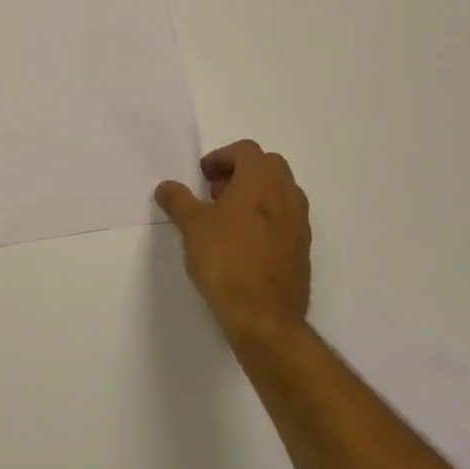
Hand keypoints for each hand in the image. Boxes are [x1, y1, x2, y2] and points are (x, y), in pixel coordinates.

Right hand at [155, 140, 310, 340]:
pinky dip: (267, 217)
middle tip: (216, 192)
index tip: (203, 176)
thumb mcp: (191, 226)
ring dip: (256, 193)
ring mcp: (299, 224)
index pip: (246, 150)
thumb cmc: (225, 261)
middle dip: (241, 171)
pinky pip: (286, 218)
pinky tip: (244, 242)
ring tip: (228, 218)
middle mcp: (286, 196)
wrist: (264, 318)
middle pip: (269, 166)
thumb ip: (177, 200)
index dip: (221, 157)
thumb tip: (167, 187)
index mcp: (260, 182)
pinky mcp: (302, 249)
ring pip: (281, 191)